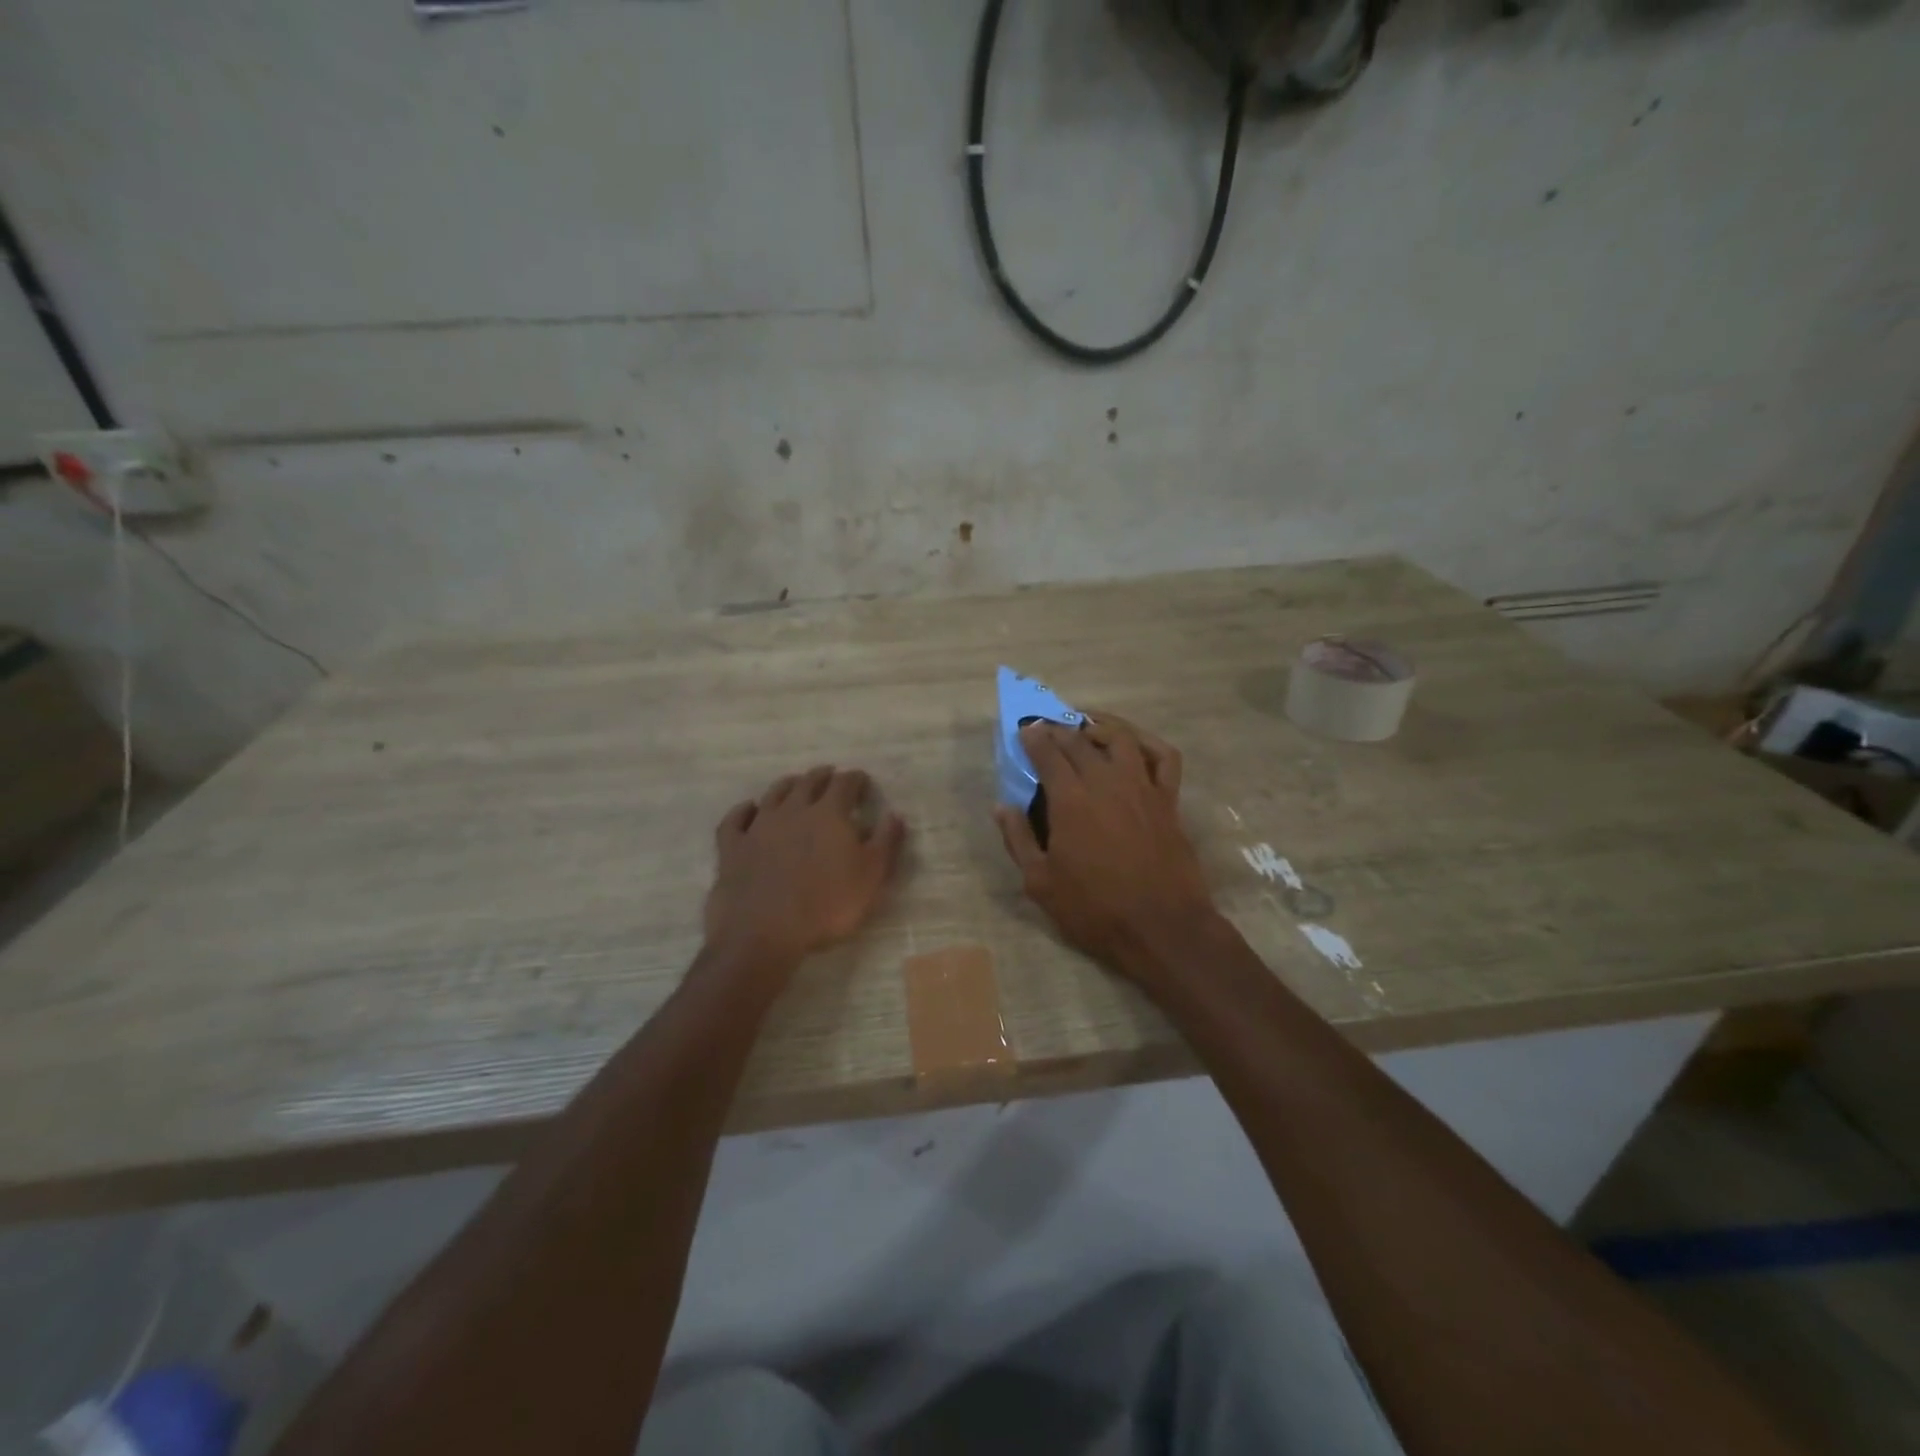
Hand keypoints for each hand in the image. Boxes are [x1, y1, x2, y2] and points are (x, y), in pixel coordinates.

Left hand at [704, 765, 907, 970]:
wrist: (764, 933)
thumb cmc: (827, 906)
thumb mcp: (871, 877)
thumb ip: (886, 842)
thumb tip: (895, 814)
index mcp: (829, 814)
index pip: (845, 784)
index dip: (856, 779)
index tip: (863, 781)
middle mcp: (793, 810)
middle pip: (809, 782)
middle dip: (823, 776)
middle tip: (831, 776)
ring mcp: (759, 826)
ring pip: (774, 793)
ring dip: (788, 785)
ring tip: (796, 784)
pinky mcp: (733, 847)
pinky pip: (736, 819)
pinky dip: (744, 810)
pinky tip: (749, 809)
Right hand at [994, 715, 1218, 985]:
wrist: (1161, 927)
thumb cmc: (1094, 909)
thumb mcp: (1041, 883)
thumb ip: (1018, 840)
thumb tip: (1002, 807)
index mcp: (1070, 800)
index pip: (1048, 754)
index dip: (1034, 738)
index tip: (1025, 730)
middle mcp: (1106, 782)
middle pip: (1080, 742)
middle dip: (1059, 730)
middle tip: (1048, 729)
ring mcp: (1141, 787)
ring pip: (1121, 738)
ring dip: (1100, 726)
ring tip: (1086, 728)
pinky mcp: (1168, 800)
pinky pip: (1163, 757)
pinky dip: (1148, 743)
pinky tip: (1134, 745)